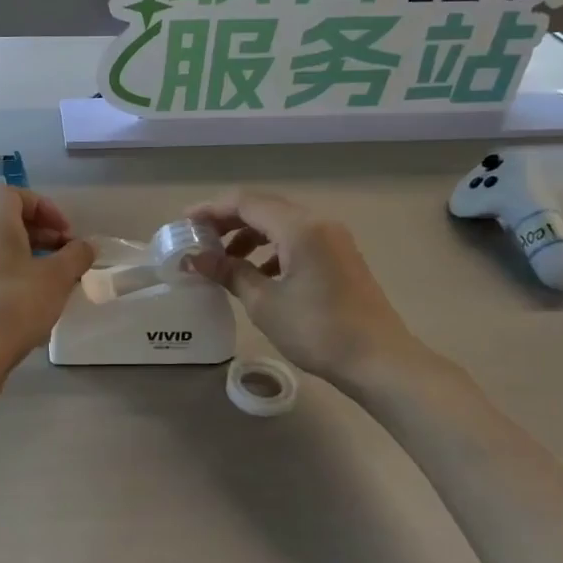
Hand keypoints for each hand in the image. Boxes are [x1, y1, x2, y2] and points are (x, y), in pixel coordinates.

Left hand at [0, 187, 93, 379]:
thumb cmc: (15, 306)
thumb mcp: (57, 278)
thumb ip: (76, 256)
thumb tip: (86, 245)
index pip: (13, 194)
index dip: (43, 205)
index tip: (66, 232)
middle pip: (10, 222)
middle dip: (44, 234)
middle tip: (70, 257)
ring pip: (4, 251)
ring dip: (35, 258)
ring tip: (59, 283)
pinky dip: (20, 278)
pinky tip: (37, 305)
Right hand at [185, 189, 423, 383]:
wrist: (379, 360)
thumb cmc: (317, 330)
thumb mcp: (264, 302)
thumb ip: (228, 272)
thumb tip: (194, 258)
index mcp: (299, 227)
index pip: (245, 203)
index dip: (210, 209)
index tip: (183, 223)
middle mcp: (318, 222)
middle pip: (263, 207)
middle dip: (227, 221)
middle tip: (198, 240)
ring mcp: (333, 238)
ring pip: (281, 223)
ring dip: (249, 235)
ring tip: (224, 261)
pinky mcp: (339, 255)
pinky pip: (297, 239)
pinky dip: (271, 248)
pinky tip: (258, 273)